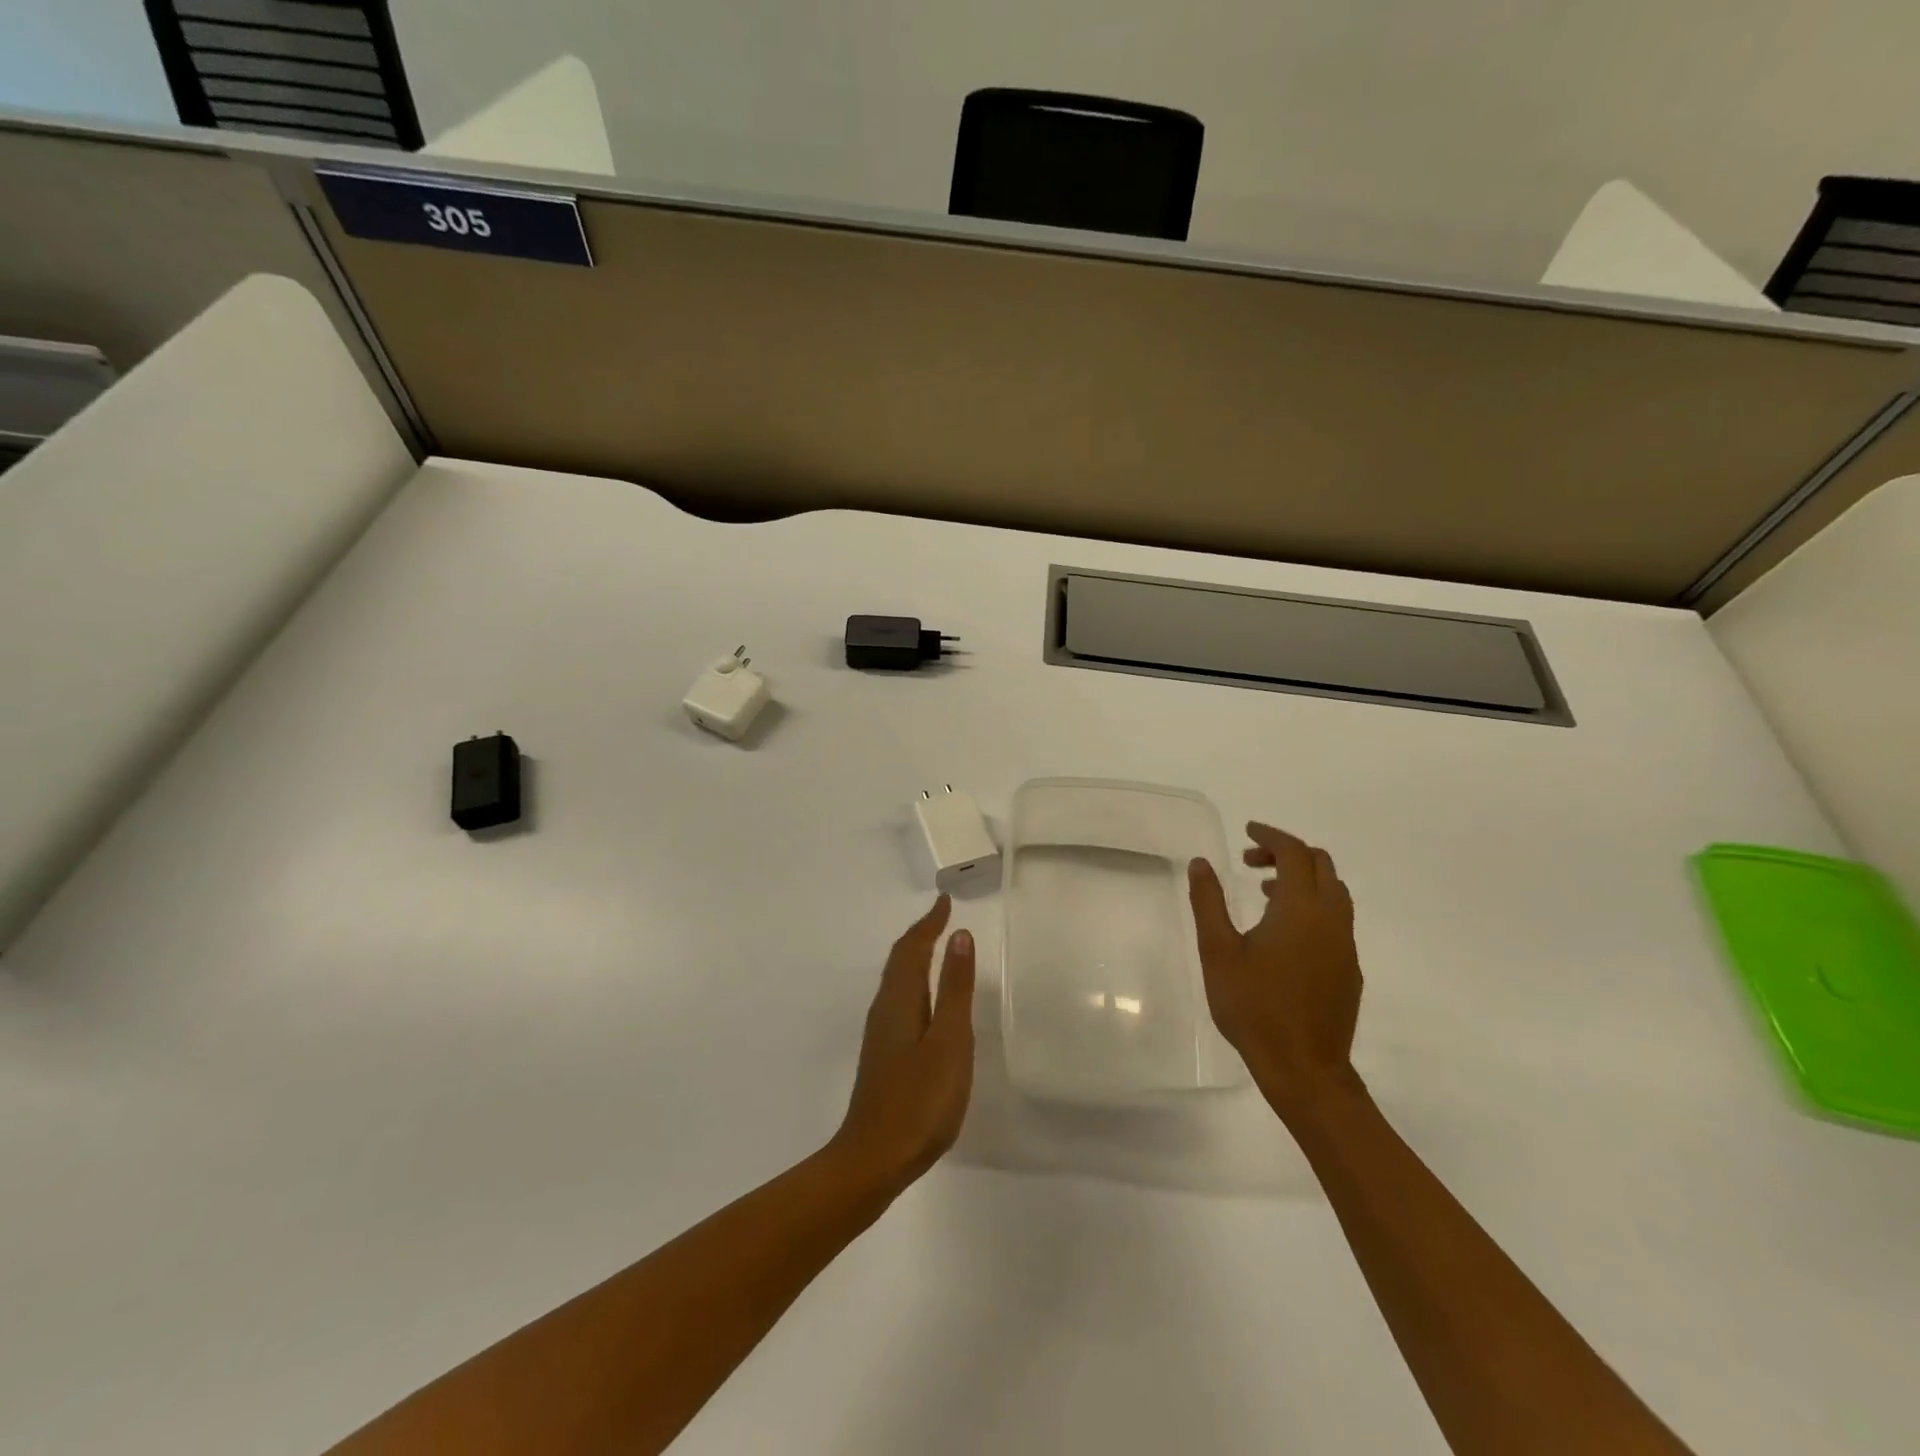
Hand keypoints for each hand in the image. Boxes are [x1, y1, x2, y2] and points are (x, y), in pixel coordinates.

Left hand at [830, 896, 976, 1192]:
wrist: (874, 1158)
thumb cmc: (919, 1099)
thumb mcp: (949, 1041)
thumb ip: (954, 989)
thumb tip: (958, 936)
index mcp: (900, 1000)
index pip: (912, 948)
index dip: (929, 923)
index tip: (945, 901)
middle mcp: (885, 1009)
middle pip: (900, 960)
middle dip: (920, 935)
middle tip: (941, 918)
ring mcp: (881, 1034)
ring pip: (897, 980)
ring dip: (915, 957)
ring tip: (935, 947)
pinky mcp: (884, 1055)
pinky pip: (899, 1000)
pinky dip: (914, 982)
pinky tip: (924, 1000)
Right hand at [1187, 823, 1363, 1121]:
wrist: (1305, 1069)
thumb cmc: (1255, 1007)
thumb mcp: (1218, 951)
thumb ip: (1209, 902)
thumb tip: (1201, 863)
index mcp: (1300, 908)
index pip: (1294, 852)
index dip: (1271, 835)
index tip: (1247, 831)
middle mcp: (1331, 918)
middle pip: (1321, 865)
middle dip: (1287, 853)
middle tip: (1251, 860)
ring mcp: (1345, 945)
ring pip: (1333, 891)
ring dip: (1302, 879)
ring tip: (1263, 892)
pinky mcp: (1348, 968)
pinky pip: (1335, 918)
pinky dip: (1312, 904)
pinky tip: (1282, 932)